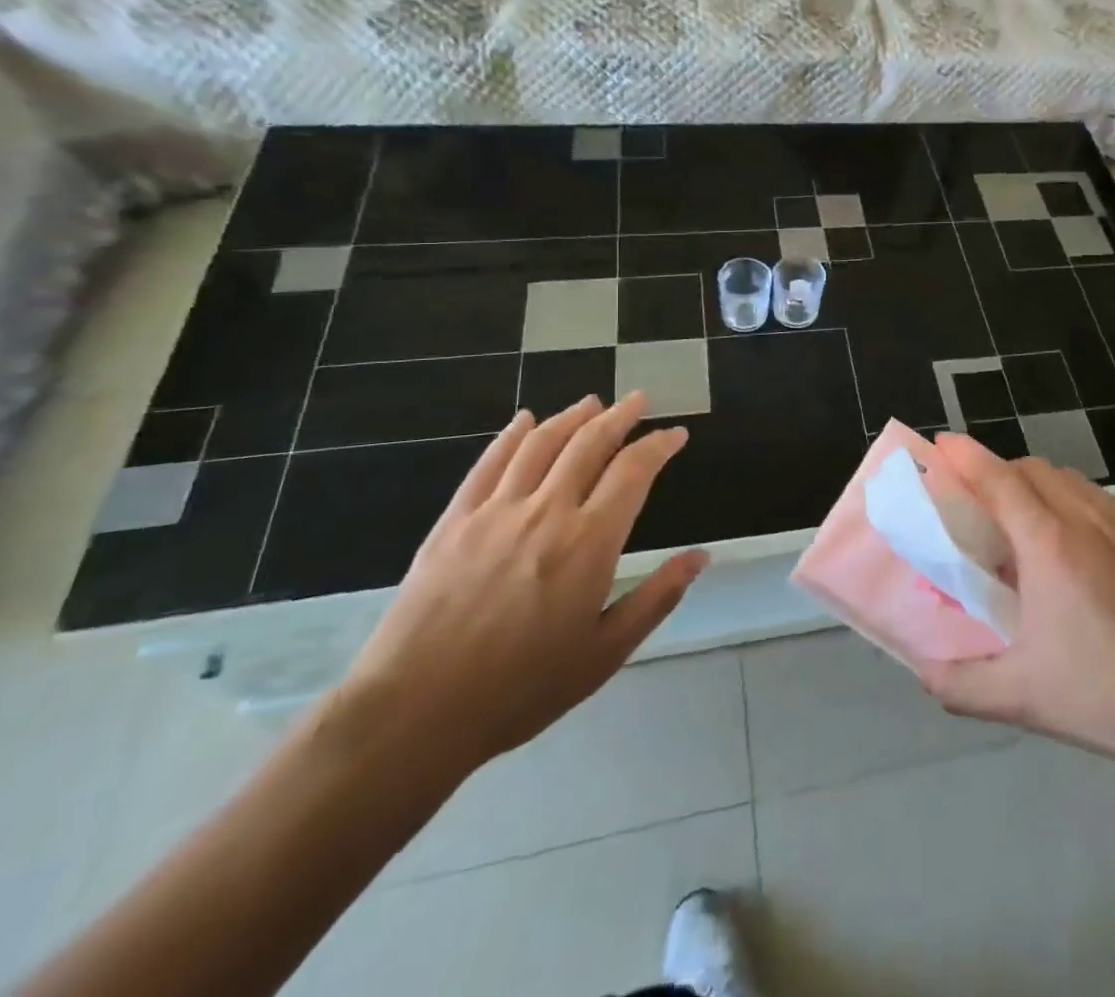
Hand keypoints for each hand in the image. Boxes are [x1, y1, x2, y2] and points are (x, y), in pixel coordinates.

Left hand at [331, 392, 707, 782]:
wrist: (413, 713)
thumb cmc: (521, 689)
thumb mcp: (605, 653)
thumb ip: (657, 598)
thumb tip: (701, 556)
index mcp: (589, 542)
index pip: (633, 471)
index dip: (658, 445)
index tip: (676, 434)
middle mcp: (547, 511)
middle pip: (589, 443)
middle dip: (620, 416)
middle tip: (639, 400)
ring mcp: (496, 511)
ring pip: (541, 443)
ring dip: (571, 416)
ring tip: (592, 402)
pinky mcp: (454, 521)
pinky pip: (488, 463)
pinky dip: (511, 435)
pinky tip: (523, 420)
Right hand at [916, 434, 1114, 779]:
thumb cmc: (1103, 697)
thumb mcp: (1019, 698)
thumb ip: (958, 684)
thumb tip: (923, 672)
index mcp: (1048, 545)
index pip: (999, 479)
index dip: (967, 456)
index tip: (943, 443)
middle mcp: (1087, 520)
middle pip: (1034, 470)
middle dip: (1000, 472)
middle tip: (979, 505)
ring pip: (1072, 481)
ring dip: (1039, 486)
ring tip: (1027, 525)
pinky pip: (1104, 502)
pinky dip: (1076, 503)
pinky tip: (1081, 547)